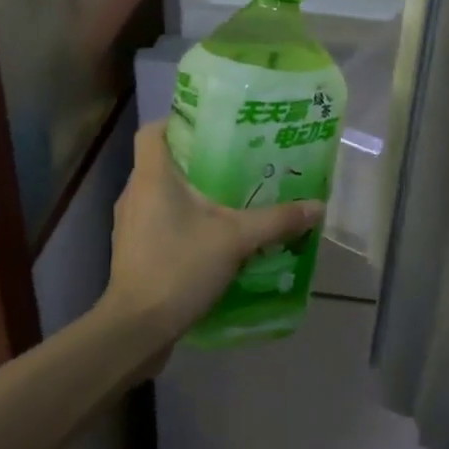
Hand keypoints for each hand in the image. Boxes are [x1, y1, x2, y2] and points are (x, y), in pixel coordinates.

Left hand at [102, 120, 324, 346]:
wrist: (137, 327)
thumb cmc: (180, 267)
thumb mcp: (236, 239)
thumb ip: (276, 220)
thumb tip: (318, 206)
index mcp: (151, 176)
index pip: (154, 130)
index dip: (178, 120)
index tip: (212, 126)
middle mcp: (135, 193)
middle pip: (162, 161)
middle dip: (197, 159)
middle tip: (236, 160)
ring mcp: (130, 224)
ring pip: (161, 194)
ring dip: (191, 193)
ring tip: (230, 197)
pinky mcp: (134, 251)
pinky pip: (160, 222)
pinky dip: (183, 221)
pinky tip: (213, 236)